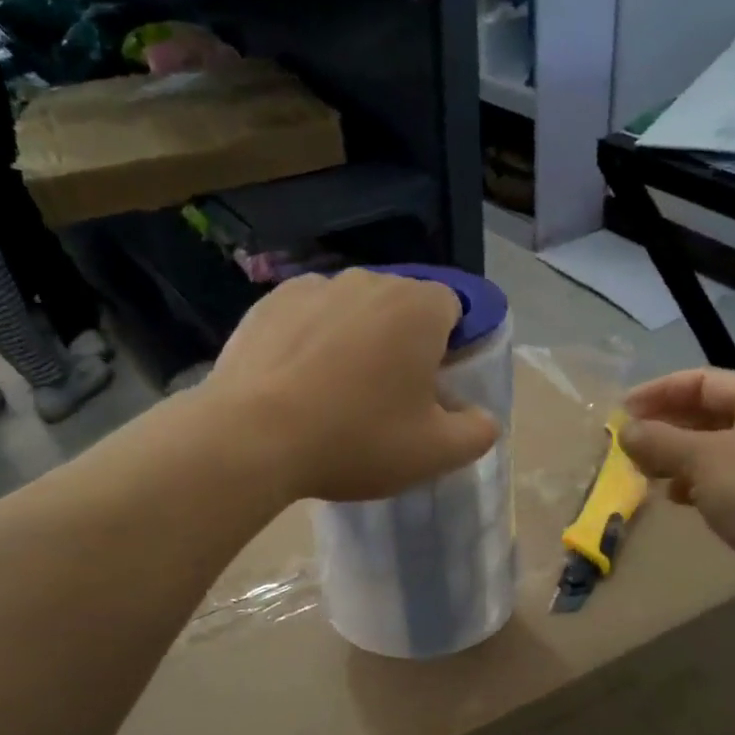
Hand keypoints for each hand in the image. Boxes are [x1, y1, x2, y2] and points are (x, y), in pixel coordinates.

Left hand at [202, 270, 500, 502]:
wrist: (251, 438)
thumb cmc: (357, 439)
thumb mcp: (436, 453)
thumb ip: (478, 432)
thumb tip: (483, 418)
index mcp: (419, 307)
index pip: (454, 309)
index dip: (449, 348)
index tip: (431, 389)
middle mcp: (369, 281)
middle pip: (402, 307)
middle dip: (402, 343)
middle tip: (386, 398)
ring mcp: (313, 287)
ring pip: (352, 310)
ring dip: (356, 339)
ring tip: (334, 392)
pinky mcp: (267, 303)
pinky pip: (307, 316)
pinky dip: (311, 339)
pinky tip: (296, 382)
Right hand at [621, 369, 734, 606]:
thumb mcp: (703, 459)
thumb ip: (659, 440)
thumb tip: (624, 430)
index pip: (704, 381)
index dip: (660, 391)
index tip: (623, 410)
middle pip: (708, 414)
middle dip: (666, 427)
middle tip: (628, 444)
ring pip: (713, 449)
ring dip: (676, 457)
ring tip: (644, 471)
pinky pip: (723, 479)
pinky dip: (695, 482)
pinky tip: (674, 497)